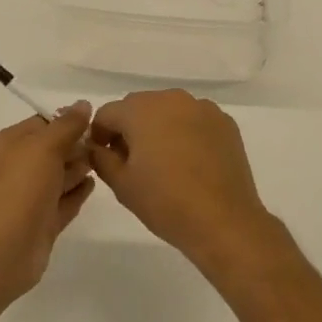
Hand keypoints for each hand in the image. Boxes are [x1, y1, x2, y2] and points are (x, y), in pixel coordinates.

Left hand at [0, 105, 94, 303]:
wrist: (2, 250)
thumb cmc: (19, 188)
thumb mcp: (43, 146)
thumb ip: (66, 125)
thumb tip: (83, 104)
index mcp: (10, 144)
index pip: (42, 123)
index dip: (68, 120)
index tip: (97, 121)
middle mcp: (17, 168)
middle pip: (53, 149)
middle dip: (76, 145)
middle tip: (106, 142)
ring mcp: (30, 197)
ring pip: (59, 176)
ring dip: (79, 167)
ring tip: (105, 160)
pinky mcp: (42, 222)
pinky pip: (64, 201)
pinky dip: (78, 192)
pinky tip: (94, 184)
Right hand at [87, 90, 277, 275]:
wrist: (224, 222)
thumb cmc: (166, 202)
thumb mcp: (122, 184)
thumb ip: (101, 159)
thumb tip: (97, 147)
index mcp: (141, 110)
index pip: (108, 113)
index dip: (99, 134)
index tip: (103, 158)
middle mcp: (172, 99)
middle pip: (139, 107)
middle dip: (129, 128)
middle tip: (131, 162)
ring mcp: (203, 108)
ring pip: (169, 111)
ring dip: (159, 128)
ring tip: (163, 162)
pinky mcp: (225, 123)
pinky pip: (194, 120)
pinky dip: (186, 133)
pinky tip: (190, 162)